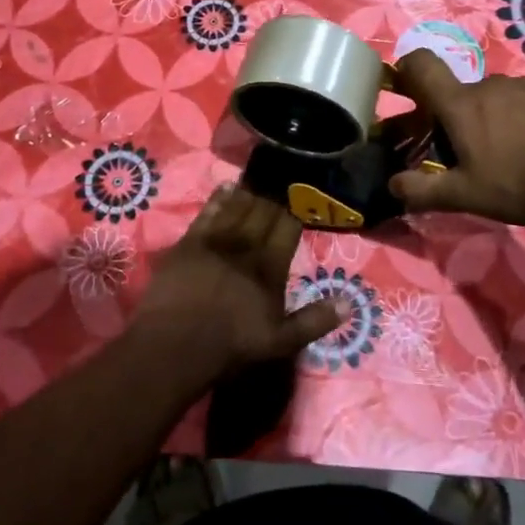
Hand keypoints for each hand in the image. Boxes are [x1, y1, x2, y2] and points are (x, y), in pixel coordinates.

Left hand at [133, 185, 340, 380]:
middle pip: (264, 210)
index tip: (302, 197)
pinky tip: (226, 187)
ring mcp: (216, 241)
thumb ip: (315, 320)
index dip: (296, 210)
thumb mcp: (281, 342)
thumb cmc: (231, 347)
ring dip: (250, 191)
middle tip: (283, 180)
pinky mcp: (189, 242)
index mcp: (270, 265)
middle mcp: (246, 245)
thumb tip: (349, 303)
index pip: (288, 226)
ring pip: (238, 206)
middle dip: (275, 195)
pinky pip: (208, 212)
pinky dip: (219, 198)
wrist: (174, 347)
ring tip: (259, 178)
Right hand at [388, 49, 524, 226]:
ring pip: (503, 98)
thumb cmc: (521, 184)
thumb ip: (424, 190)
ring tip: (520, 154)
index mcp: (461, 105)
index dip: (409, 70)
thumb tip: (392, 185)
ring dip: (502, 118)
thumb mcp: (466, 196)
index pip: (422, 65)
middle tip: (476, 154)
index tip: (408, 89)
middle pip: (466, 94)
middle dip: (464, 118)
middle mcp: (492, 84)